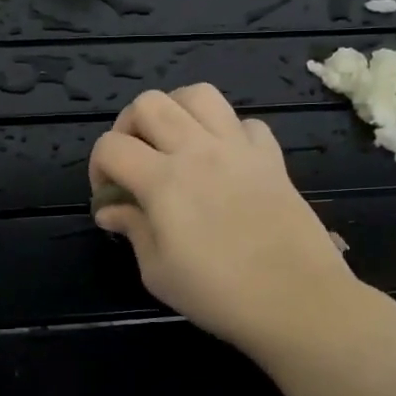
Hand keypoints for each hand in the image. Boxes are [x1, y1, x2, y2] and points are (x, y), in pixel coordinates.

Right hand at [89, 86, 359, 359]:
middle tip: (135, 160)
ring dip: (177, 111)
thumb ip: (132, 230)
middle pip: (149, 103)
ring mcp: (238, 148)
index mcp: (163, 180)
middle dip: (129, 125)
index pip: (111, 146)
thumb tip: (111, 210)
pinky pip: (245, 122)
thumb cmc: (219, 294)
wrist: (297, 300)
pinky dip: (228, 132)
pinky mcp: (271, 157)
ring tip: (175, 143)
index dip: (98, 167)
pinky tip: (225, 160)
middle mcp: (198, 150)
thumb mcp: (158, 272)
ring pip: (199, 95)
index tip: (109, 196)